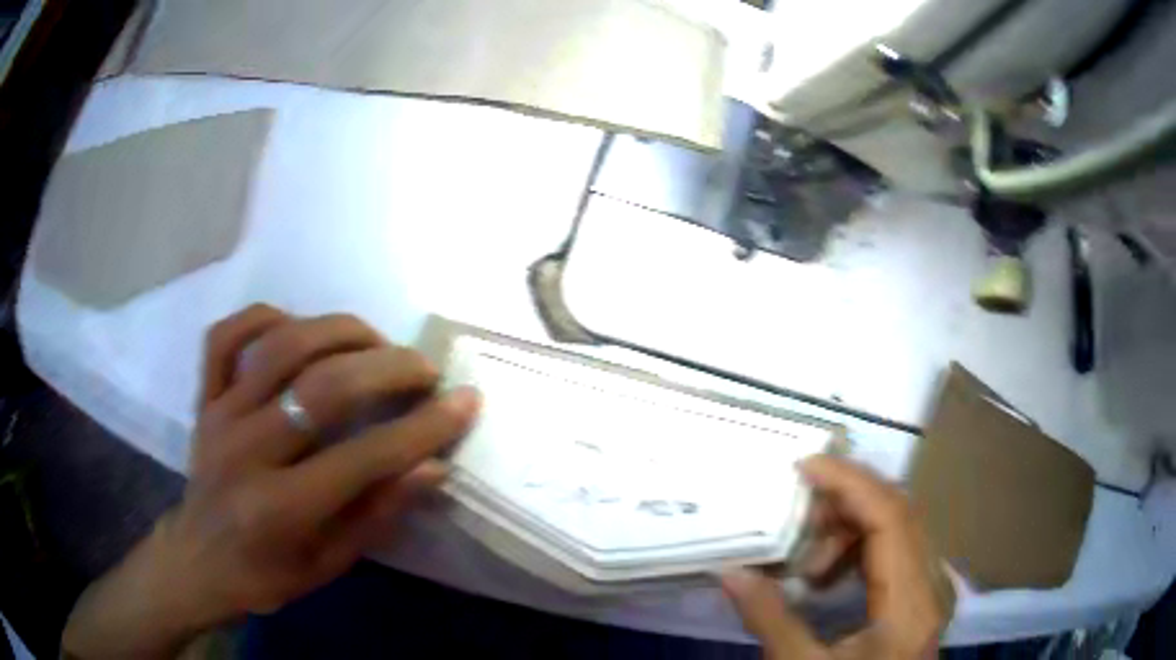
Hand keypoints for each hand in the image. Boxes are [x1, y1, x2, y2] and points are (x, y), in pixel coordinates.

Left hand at [63, 305, 479, 657]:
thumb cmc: (266, 573)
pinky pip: (227, 335)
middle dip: (388, 368)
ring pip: (281, 344)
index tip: (465, 401)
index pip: (363, 457)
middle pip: (323, 387)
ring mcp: (219, 414)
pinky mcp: (204, 396)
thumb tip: (432, 466)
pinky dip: (265, 317)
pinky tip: (297, 326)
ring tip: (375, 342)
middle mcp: (246, 450)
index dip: (423, 428)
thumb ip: (378, 514)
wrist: (198, 560)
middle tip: (425, 369)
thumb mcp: (329, 564)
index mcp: (280, 508)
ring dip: (339, 332)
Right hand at [722, 455, 955, 659]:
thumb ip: (771, 621)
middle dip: (846, 500)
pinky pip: (897, 548)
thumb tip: (731, 571)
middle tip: (795, 507)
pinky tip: (827, 576)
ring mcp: (932, 587)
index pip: (891, 518)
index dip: (850, 484)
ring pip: (899, 526)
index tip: (804, 466)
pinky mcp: (922, 595)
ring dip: (850, 527)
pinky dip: (859, 547)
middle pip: (899, 512)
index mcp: (911, 603)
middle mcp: (932, 583)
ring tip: (807, 562)